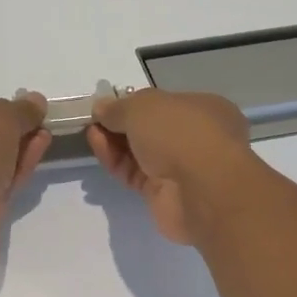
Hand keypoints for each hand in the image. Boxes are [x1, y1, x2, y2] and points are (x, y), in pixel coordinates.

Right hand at [87, 89, 254, 245]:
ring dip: (114, 141)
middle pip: (151, 129)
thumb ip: (119, 107)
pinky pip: (134, 173)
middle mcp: (196, 139)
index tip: (109, 104)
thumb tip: (101, 108)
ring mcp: (180, 169)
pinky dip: (115, 161)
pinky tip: (98, 147)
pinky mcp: (163, 194)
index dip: (136, 102)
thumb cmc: (180, 132)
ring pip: (140, 153)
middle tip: (96, 120)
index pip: (166, 103)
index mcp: (204, 109)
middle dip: (122, 124)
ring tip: (91, 132)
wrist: (200, 190)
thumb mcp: (143, 106)